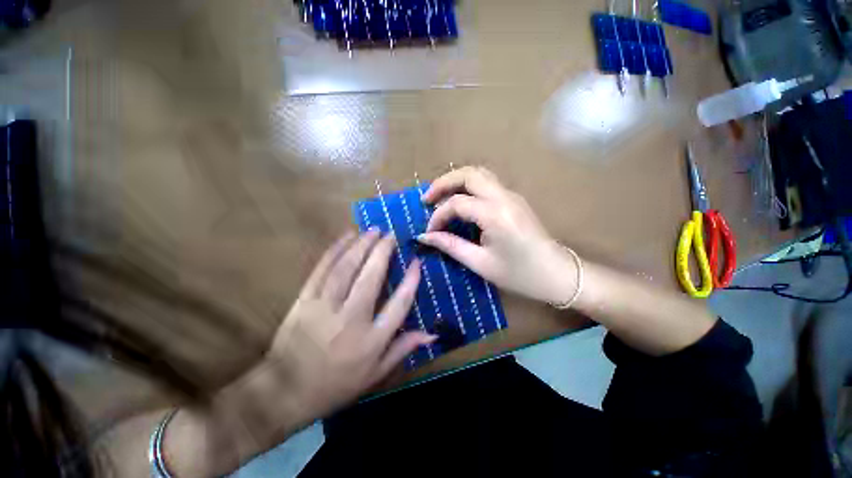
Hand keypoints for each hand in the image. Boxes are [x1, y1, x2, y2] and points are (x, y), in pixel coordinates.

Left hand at [162, 231, 435, 476]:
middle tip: (391, 235)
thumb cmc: (336, 385)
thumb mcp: (376, 374)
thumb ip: (403, 349)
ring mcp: (325, 308)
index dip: (411, 280)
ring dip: (361, 245)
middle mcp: (351, 320)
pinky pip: (322, 269)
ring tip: (372, 230)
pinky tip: (346, 236)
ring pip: (346, 268)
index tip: (416, 261)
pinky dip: (335, 250)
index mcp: (371, 340)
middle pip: (371, 278)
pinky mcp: (304, 300)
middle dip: (383, 252)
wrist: (285, 393)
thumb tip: (432, 334)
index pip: (399, 304)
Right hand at [418, 166, 579, 304]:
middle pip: (468, 174)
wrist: (558, 274)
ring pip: (479, 173)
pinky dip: (468, 186)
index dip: (438, 216)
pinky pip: (487, 183)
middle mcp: (504, 197)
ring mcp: (511, 195)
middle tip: (426, 199)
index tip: (429, 232)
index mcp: (495, 214)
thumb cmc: (520, 274)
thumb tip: (425, 237)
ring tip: (439, 197)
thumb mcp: (481, 263)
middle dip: (443, 183)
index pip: (457, 204)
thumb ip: (451, 246)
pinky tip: (460, 201)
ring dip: (456, 181)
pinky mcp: (514, 199)